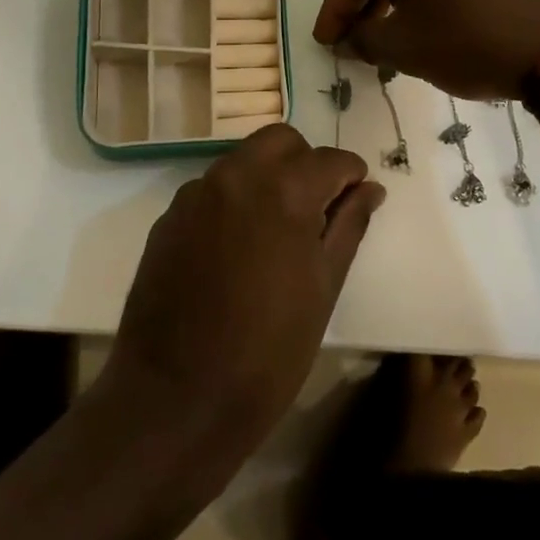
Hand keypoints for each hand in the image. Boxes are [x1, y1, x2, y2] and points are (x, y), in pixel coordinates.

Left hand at [103, 125, 385, 457]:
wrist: (176, 399)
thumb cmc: (268, 352)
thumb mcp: (324, 289)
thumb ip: (349, 226)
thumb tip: (369, 188)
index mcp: (284, 190)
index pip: (331, 159)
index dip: (351, 175)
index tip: (358, 196)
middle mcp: (237, 175)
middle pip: (282, 141)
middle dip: (306, 162)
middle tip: (317, 208)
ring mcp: (196, 193)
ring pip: (243, 159)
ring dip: (268, 177)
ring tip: (276, 229)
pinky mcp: (170, 216)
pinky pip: (212, 188)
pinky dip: (234, 200)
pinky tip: (236, 247)